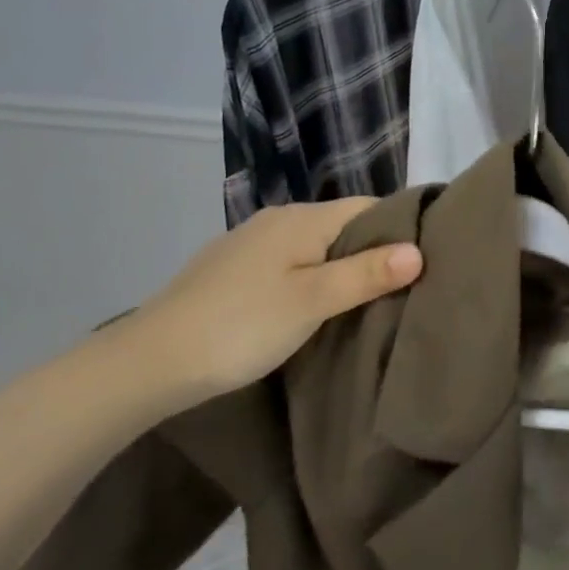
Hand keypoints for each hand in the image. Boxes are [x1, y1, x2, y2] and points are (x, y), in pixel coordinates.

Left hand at [111, 199, 422, 409]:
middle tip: (397, 288)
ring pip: (311, 245)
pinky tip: (304, 307)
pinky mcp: (228, 268)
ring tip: (357, 302)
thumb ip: (366, 273)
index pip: (368, 207)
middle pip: (340, 225)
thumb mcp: (313, 302)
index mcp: (303, 218)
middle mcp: (278, 219)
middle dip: (369, 251)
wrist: (146, 362)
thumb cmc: (241, 326)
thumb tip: (419, 249)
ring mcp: (249, 242)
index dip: (397, 228)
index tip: (422, 261)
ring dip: (335, 267)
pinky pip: (285, 262)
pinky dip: (304, 277)